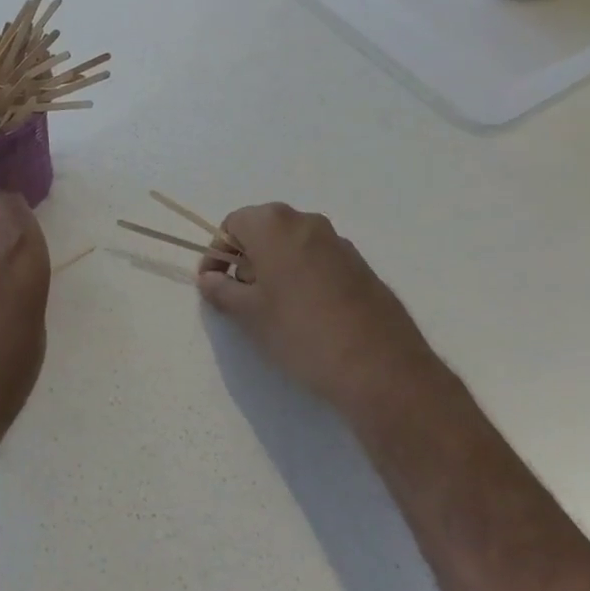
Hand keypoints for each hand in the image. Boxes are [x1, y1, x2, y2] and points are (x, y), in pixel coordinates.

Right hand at [197, 203, 428, 413]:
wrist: (381, 367)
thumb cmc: (301, 332)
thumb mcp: (249, 314)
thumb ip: (222, 290)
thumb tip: (208, 279)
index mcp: (275, 225)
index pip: (232, 224)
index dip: (217, 253)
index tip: (212, 284)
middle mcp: (307, 223)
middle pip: (263, 230)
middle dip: (246, 259)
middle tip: (240, 296)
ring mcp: (339, 243)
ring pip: (292, 245)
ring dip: (275, 268)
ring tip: (272, 308)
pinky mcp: (361, 266)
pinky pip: (318, 261)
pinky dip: (302, 276)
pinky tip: (305, 314)